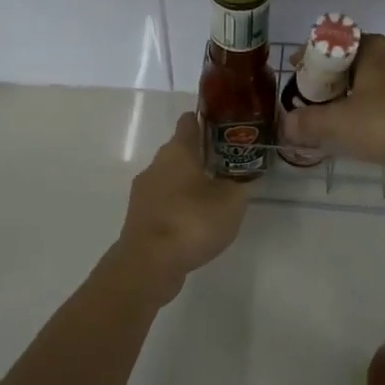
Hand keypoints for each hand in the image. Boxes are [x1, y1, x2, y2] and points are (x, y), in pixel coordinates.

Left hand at [111, 112, 248, 298]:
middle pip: (181, 150)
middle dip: (204, 156)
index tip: (229, 128)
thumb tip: (244, 173)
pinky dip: (180, 205)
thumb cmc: (192, 221)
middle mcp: (156, 164)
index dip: (209, 120)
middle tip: (231, 166)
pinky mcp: (140, 217)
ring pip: (171, 177)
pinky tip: (197, 221)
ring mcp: (144, 192)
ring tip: (217, 196)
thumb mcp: (232, 200)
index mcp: (177, 150)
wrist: (149, 264)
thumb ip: (241, 182)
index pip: (190, 121)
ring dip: (191, 182)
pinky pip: (165, 201)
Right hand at [282, 34, 384, 172]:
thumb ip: (308, 122)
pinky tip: (369, 128)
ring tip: (339, 114)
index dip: (313, 54)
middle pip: (356, 59)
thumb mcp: (338, 123)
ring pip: (377, 78)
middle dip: (334, 76)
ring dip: (356, 92)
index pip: (336, 39)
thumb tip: (285, 125)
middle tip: (316, 96)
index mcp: (375, 48)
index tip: (298, 70)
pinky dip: (377, 106)